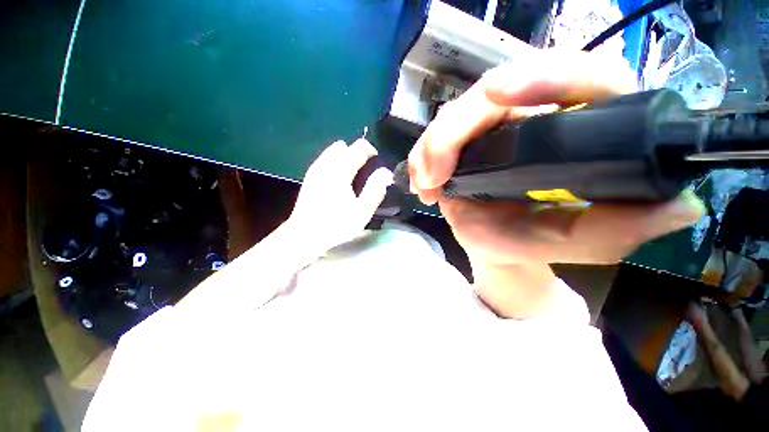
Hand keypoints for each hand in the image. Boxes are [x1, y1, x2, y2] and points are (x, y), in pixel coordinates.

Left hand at [288, 139, 393, 257]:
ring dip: (344, 157)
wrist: (305, 235)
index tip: (376, 162)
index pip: (358, 147)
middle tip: (363, 171)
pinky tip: (337, 181)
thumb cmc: (336, 225)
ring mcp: (315, 169)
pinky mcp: (309, 176)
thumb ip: (375, 189)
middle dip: (355, 153)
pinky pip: (324, 160)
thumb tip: (386, 172)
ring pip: (332, 151)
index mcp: (341, 170)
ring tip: (351, 176)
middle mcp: (326, 164)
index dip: (370, 150)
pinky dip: (334, 163)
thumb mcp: (362, 212)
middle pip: (343, 146)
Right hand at [408, 49, 705, 266]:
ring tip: (425, 185)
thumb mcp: (568, 243)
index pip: (578, 79)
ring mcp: (493, 129)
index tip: (500, 94)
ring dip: (432, 148)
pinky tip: (422, 182)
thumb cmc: (529, 244)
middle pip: (491, 96)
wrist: (497, 246)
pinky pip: (439, 136)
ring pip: (456, 115)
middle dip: (454, 132)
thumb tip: (681, 208)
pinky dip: (424, 157)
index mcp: (578, 132)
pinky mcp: (466, 142)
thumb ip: (614, 232)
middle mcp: (533, 120)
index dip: (543, 77)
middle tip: (435, 175)